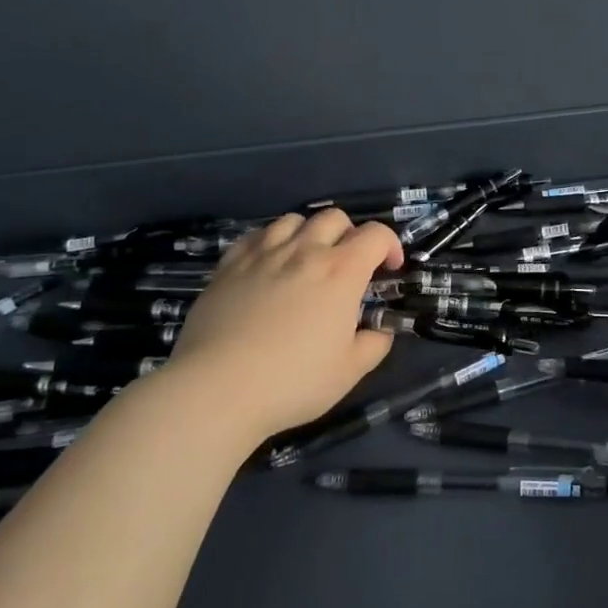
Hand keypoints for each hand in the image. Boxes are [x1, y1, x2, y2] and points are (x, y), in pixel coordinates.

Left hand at [159, 210, 403, 449]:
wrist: (218, 389)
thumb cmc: (293, 381)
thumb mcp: (349, 372)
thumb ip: (373, 345)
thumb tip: (380, 332)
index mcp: (341, 272)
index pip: (376, 235)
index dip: (390, 246)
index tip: (389, 269)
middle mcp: (304, 251)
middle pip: (335, 217)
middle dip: (350, 235)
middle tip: (348, 265)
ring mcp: (263, 254)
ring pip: (293, 220)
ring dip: (308, 233)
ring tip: (306, 260)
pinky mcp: (229, 265)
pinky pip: (255, 235)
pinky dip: (270, 241)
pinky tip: (268, 264)